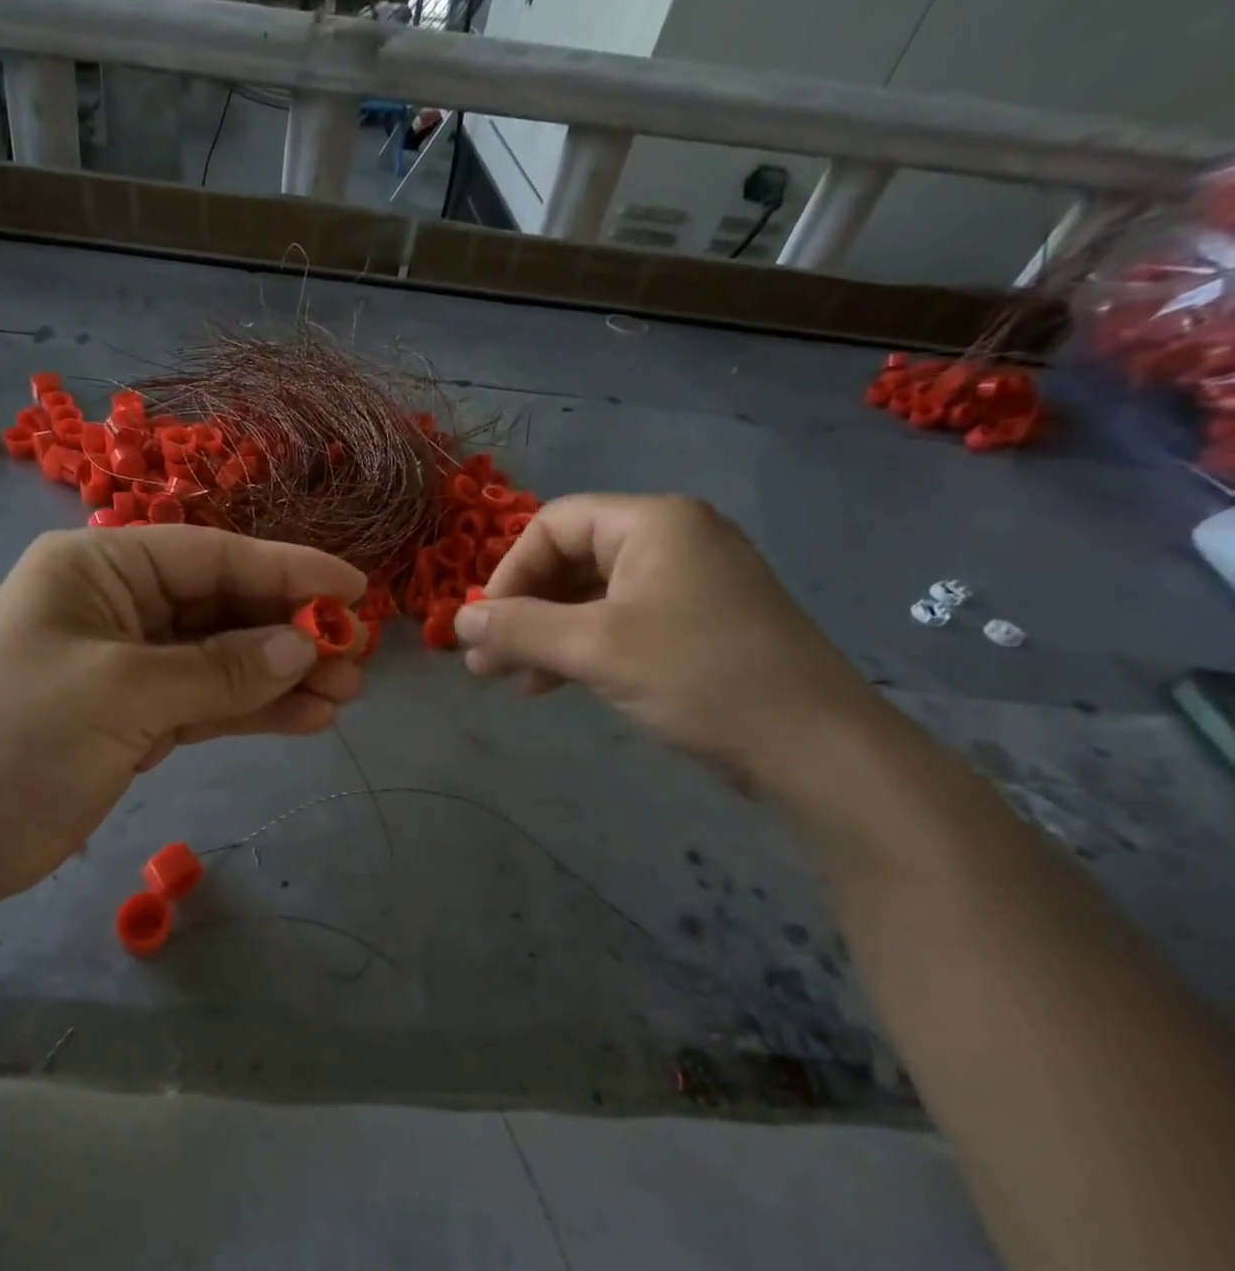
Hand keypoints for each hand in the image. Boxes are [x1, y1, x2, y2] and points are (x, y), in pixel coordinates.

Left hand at [0, 526, 365, 906]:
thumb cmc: (16, 737)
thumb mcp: (123, 692)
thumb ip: (219, 668)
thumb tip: (303, 646)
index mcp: (101, 568)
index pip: (212, 556)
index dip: (287, 570)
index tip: (353, 590)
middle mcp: (119, 605)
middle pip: (223, 607)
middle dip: (290, 631)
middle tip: (356, 655)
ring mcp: (129, 665)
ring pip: (222, 659)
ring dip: (281, 676)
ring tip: (345, 694)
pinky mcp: (135, 718)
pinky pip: (207, 703)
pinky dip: (253, 710)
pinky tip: (306, 719)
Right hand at [455, 494, 880, 787]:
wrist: (814, 747)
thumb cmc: (698, 676)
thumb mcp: (594, 649)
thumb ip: (518, 629)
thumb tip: (456, 621)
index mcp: (653, 523)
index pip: (554, 525)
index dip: (510, 572)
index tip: (486, 627)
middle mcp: (673, 540)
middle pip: (571, 559)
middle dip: (523, 611)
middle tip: (486, 662)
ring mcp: (690, 583)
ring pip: (593, 597)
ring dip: (546, 635)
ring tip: (512, 681)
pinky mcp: (699, 624)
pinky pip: (622, 622)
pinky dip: (582, 648)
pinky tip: (554, 685)